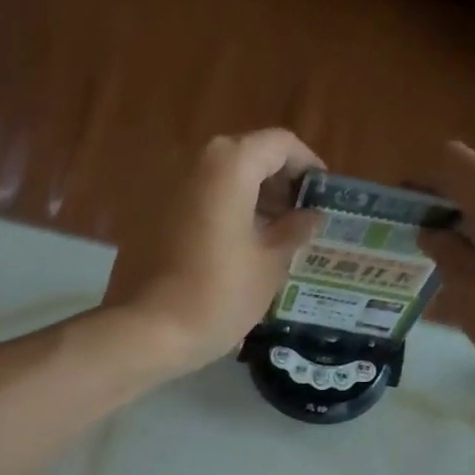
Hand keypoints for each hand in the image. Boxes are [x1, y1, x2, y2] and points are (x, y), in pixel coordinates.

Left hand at [101, 130, 322, 374]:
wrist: (152, 329)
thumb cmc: (221, 294)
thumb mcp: (270, 264)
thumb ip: (295, 230)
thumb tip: (310, 216)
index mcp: (231, 165)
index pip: (280, 144)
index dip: (307, 165)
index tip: (322, 195)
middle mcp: (197, 163)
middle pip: (248, 156)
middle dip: (279, 183)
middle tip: (300, 219)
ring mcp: (170, 188)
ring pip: (222, 180)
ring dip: (252, 199)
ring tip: (274, 237)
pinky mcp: (154, 215)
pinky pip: (200, 201)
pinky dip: (225, 213)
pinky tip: (239, 249)